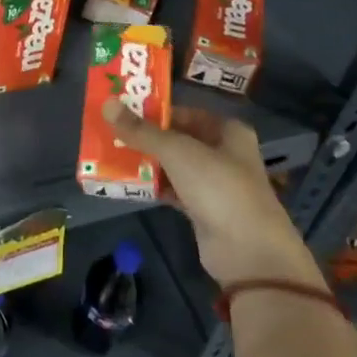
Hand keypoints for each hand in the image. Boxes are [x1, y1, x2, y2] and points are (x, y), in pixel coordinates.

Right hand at [101, 99, 321, 287]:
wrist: (249, 252)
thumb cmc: (218, 187)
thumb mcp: (177, 152)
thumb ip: (141, 130)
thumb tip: (107, 104)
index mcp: (226, 131)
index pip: (184, 113)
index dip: (154, 111)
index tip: (121, 112)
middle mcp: (223, 153)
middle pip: (178, 139)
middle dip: (146, 138)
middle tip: (110, 134)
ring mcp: (214, 183)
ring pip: (174, 166)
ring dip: (147, 163)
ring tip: (112, 156)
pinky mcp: (204, 210)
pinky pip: (173, 190)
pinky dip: (154, 187)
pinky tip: (128, 185)